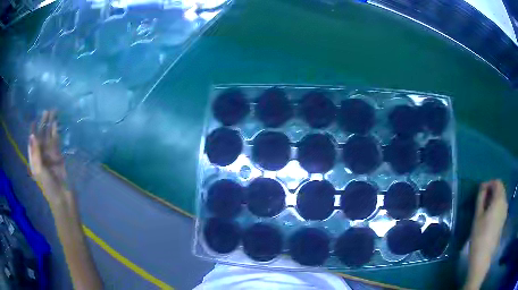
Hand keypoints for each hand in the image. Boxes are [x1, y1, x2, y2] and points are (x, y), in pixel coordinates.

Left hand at [28, 111, 69, 205]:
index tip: (35, 118)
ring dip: (51, 126)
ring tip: (54, 114)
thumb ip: (36, 153)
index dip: (33, 130)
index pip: (32, 141)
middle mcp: (41, 155)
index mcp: (35, 159)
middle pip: (41, 137)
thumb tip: (32, 134)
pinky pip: (56, 143)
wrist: (63, 199)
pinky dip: (56, 134)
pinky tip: (57, 126)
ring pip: (49, 138)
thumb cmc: (49, 187)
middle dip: (43, 124)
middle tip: (47, 111)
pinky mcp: (58, 158)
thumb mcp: (40, 170)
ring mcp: (50, 156)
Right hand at [465, 180, 507, 289]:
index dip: (489, 183)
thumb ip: (481, 199)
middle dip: (492, 191)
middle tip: (483, 199)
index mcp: (499, 199)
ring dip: (495, 199)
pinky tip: (490, 217)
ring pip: (502, 199)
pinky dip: (497, 207)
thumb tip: (482, 187)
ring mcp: (505, 213)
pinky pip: (502, 207)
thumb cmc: (479, 236)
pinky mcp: (503, 221)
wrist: (483, 258)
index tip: (481, 191)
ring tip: (486, 208)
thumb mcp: (477, 217)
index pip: (497, 182)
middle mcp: (504, 202)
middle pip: (501, 189)